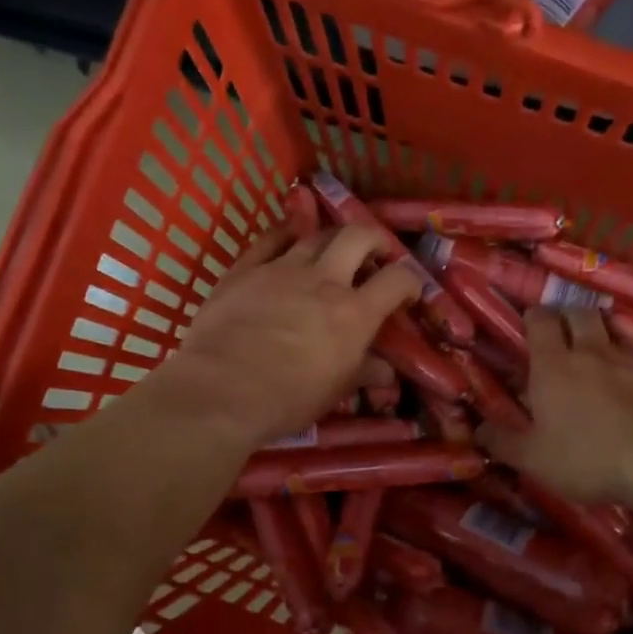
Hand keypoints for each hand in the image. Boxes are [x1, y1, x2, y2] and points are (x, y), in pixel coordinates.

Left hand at [147, 224, 421, 445]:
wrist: (221, 391)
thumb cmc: (287, 399)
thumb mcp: (335, 391)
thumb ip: (364, 373)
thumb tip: (387, 373)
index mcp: (354, 312)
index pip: (398, 279)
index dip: (410, 280)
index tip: (408, 292)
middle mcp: (324, 279)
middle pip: (359, 236)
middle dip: (376, 240)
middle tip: (376, 254)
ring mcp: (281, 268)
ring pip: (316, 234)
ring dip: (332, 238)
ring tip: (333, 252)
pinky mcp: (245, 269)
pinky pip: (270, 239)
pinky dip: (286, 235)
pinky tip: (290, 240)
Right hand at [478, 309, 632, 504]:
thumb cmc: (588, 458)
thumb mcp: (534, 459)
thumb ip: (502, 442)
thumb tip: (478, 429)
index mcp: (553, 366)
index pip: (541, 321)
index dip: (535, 317)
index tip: (531, 324)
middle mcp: (592, 350)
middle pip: (579, 312)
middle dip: (568, 315)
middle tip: (563, 332)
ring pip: (614, 327)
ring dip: (603, 330)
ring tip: (599, 348)